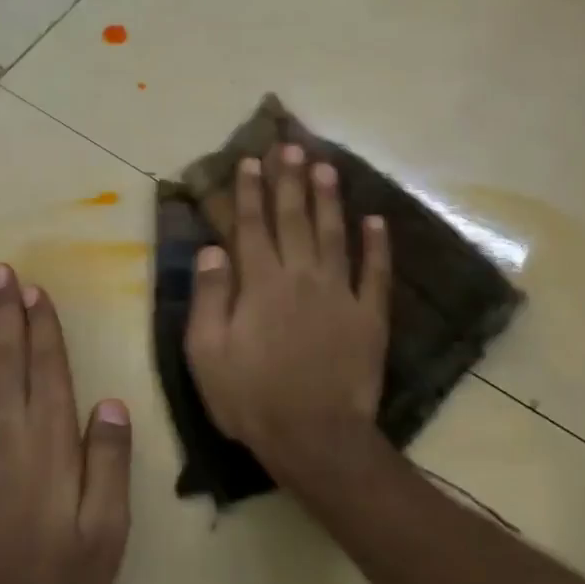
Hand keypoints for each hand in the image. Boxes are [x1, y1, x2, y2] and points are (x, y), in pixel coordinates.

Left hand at [0, 264, 131, 583]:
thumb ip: (109, 464)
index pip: (46, 371)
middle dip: (6, 315)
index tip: (36, 291)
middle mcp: (6, 436)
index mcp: (49, 445)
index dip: (42, 328)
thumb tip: (111, 403)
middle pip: (7, 362)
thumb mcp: (106, 533)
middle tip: (0, 274)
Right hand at [184, 146, 391, 479]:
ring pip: (335, 235)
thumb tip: (212, 249)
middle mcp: (301, 277)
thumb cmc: (250, 397)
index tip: (251, 161)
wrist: (314, 436)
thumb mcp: (207, 352)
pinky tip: (376, 220)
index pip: (252, 226)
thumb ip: (209, 296)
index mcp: (260, 284)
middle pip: (295, 219)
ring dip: (329, 199)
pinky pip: (376, 273)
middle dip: (290, 181)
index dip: (250, 191)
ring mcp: (340, 295)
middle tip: (291, 147)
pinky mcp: (369, 317)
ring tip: (326, 166)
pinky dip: (377, 245)